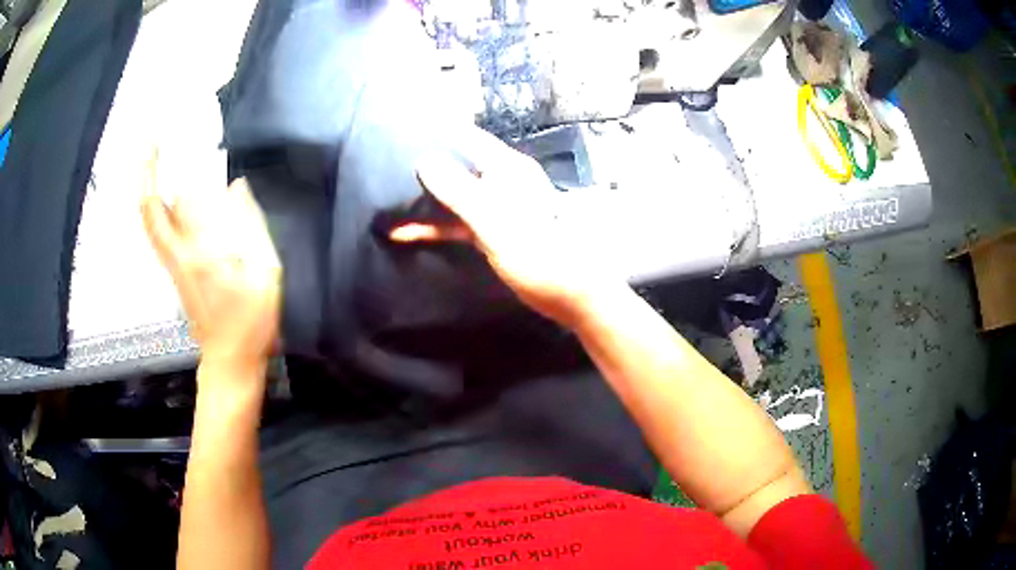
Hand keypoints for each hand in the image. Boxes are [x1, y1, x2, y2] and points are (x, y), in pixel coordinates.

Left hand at [140, 153, 281, 383]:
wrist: (230, 359)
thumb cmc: (253, 321)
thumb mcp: (267, 273)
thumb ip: (252, 226)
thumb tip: (236, 187)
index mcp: (205, 252)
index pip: (187, 198)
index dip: (189, 166)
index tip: (194, 140)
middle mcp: (180, 254)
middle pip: (153, 210)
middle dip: (149, 174)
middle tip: (151, 145)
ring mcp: (172, 264)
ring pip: (150, 222)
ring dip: (148, 190)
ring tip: (151, 162)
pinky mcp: (173, 272)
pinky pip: (157, 234)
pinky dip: (154, 210)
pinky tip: (162, 197)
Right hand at [392, 128, 620, 327]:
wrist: (570, 295)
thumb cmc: (539, 254)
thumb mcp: (495, 222)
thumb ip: (460, 192)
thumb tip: (424, 161)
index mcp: (507, 168)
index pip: (466, 139)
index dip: (435, 135)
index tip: (400, 134)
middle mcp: (499, 182)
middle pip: (455, 167)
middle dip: (422, 168)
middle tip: (381, 166)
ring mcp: (493, 208)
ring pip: (451, 197)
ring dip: (422, 201)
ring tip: (383, 201)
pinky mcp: (489, 232)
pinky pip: (455, 223)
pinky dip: (433, 227)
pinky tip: (404, 233)